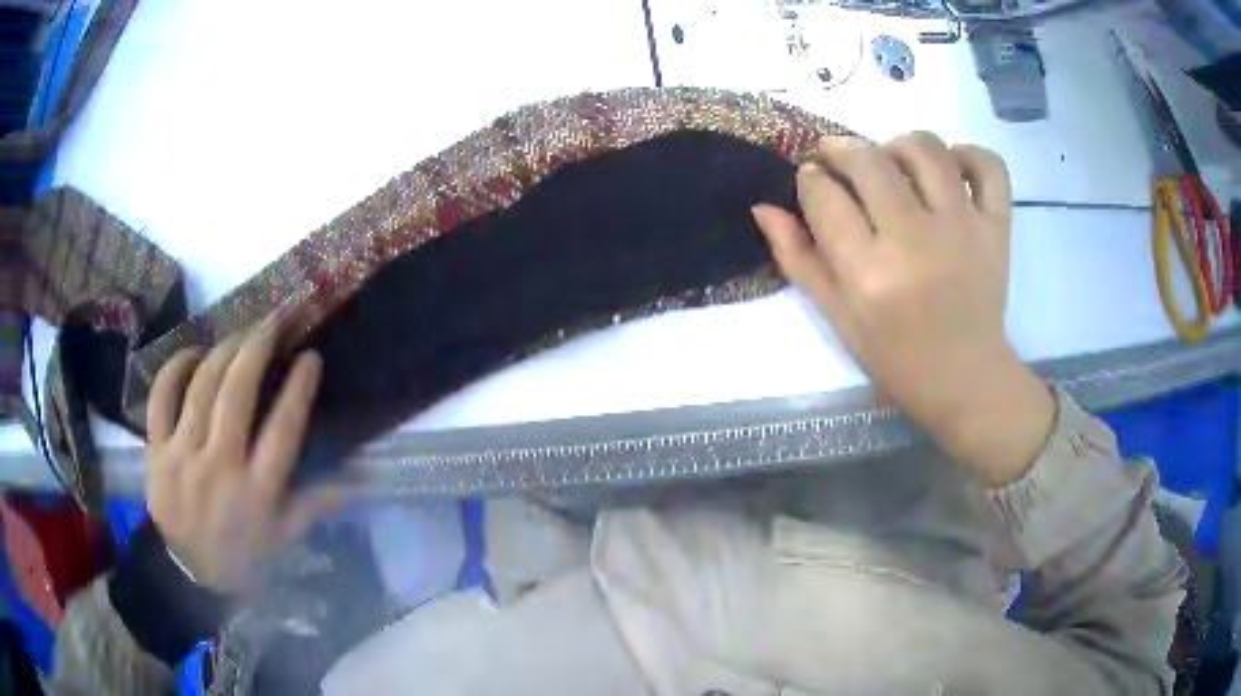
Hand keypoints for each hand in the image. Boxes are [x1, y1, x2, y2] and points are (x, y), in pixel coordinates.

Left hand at [146, 310, 349, 593]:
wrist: (188, 578)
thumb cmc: (243, 558)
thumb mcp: (284, 538)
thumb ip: (318, 502)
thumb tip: (364, 477)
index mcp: (257, 494)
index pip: (282, 431)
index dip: (298, 389)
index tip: (310, 357)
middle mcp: (220, 468)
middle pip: (237, 393)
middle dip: (258, 347)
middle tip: (275, 319)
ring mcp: (183, 456)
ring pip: (201, 386)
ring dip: (224, 349)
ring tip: (241, 331)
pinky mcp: (157, 452)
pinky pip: (161, 398)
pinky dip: (176, 368)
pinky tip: (193, 353)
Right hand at [752, 132, 1054, 486]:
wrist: (965, 380)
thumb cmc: (895, 357)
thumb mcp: (837, 317)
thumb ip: (798, 260)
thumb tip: (764, 207)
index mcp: (868, 274)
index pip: (825, 195)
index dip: (810, 178)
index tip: (813, 181)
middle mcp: (915, 242)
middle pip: (868, 160)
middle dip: (841, 149)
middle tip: (839, 159)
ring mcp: (963, 229)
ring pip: (925, 149)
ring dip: (897, 144)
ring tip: (892, 162)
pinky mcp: (997, 228)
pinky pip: (988, 165)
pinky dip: (969, 154)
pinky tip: (952, 168)